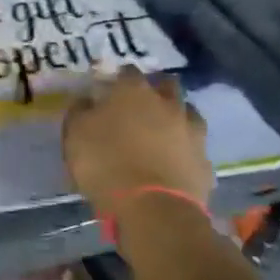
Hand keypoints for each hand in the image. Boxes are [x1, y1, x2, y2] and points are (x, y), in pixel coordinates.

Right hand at [63, 68, 211, 214]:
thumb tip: (86, 99)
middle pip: (166, 85)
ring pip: (187, 113)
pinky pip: (193, 148)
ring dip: (175, 117)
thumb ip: (80, 111)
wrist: (152, 208)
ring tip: (160, 133)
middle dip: (155, 90)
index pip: (127, 72)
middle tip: (139, 105)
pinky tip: (173, 162)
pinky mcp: (204, 161)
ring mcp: (191, 131)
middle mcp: (168, 104)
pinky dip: (184, 150)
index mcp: (133, 91)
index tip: (108, 89)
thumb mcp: (75, 134)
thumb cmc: (105, 164)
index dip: (117, 79)